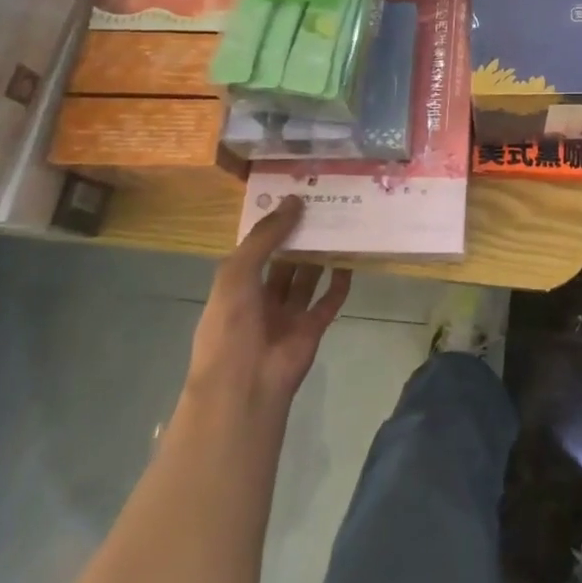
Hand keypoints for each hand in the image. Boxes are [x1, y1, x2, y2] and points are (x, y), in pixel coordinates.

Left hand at [180, 196, 350, 425]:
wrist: (245, 385)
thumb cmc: (231, 326)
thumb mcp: (237, 272)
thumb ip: (265, 237)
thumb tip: (294, 201)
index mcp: (236, 286)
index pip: (257, 248)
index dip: (273, 225)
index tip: (295, 197)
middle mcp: (261, 299)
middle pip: (284, 261)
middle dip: (301, 237)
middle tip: (324, 207)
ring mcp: (288, 315)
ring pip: (307, 278)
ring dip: (320, 256)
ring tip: (340, 226)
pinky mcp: (312, 329)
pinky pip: (329, 301)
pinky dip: (340, 283)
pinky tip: (351, 261)